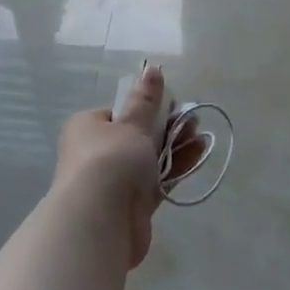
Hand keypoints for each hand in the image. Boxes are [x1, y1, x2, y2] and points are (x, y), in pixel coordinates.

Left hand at [54, 64, 202, 269]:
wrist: (99, 221)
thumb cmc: (110, 160)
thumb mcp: (131, 124)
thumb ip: (146, 101)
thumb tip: (152, 68)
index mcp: (88, 127)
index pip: (118, 113)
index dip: (146, 108)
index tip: (172, 105)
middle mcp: (97, 153)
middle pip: (137, 135)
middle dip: (167, 127)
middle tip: (193, 121)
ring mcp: (114, 180)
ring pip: (149, 158)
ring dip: (175, 146)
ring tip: (201, 135)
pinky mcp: (131, 204)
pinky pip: (157, 180)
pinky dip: (176, 168)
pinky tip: (199, 155)